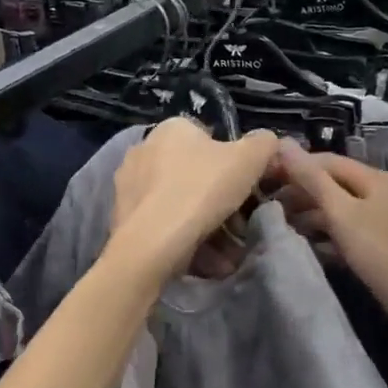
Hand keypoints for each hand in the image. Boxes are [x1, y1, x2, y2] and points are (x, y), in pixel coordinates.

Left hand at [109, 119, 278, 282]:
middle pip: (193, 173)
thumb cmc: (202, 190)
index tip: (243, 191)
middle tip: (238, 227)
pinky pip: (161, 223)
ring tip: (225, 253)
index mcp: (172, 128)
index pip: (208, 139)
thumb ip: (263, 143)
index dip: (231, 165)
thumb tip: (265, 141)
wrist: (152, 242)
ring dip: (204, 224)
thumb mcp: (249, 159)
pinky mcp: (121, 215)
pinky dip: (181, 237)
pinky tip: (202, 259)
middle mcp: (144, 148)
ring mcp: (128, 183)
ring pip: (178, 202)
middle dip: (217, 200)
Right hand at [270, 139, 387, 335]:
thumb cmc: (378, 251)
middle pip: (334, 183)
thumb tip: (283, 143)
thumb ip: (311, 179)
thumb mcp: (341, 212)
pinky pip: (349, 229)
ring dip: (311, 214)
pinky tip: (308, 244)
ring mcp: (384, 218)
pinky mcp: (383, 242)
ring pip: (340, 208)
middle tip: (269, 206)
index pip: (327, 161)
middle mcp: (382, 191)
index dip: (295, 165)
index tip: (264, 177)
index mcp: (375, 178)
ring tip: (283, 226)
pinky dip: (328, 233)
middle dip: (302, 192)